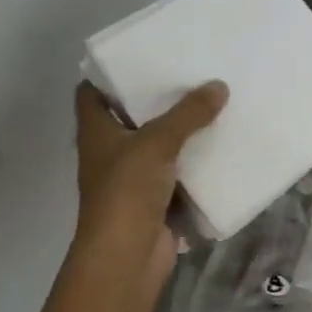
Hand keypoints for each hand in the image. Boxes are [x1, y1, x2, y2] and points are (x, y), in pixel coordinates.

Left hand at [72, 80, 227, 290]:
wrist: (127, 258)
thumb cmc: (127, 191)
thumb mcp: (157, 142)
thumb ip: (188, 113)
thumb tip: (219, 85)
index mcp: (96, 131)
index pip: (91, 91)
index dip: (110, 72)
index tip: (141, 53)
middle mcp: (110, 150)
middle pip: (131, 114)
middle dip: (157, 97)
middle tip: (189, 70)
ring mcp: (132, 176)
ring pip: (158, 143)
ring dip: (180, 128)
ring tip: (211, 98)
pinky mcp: (156, 198)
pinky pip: (177, 170)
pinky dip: (194, 159)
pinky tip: (220, 141)